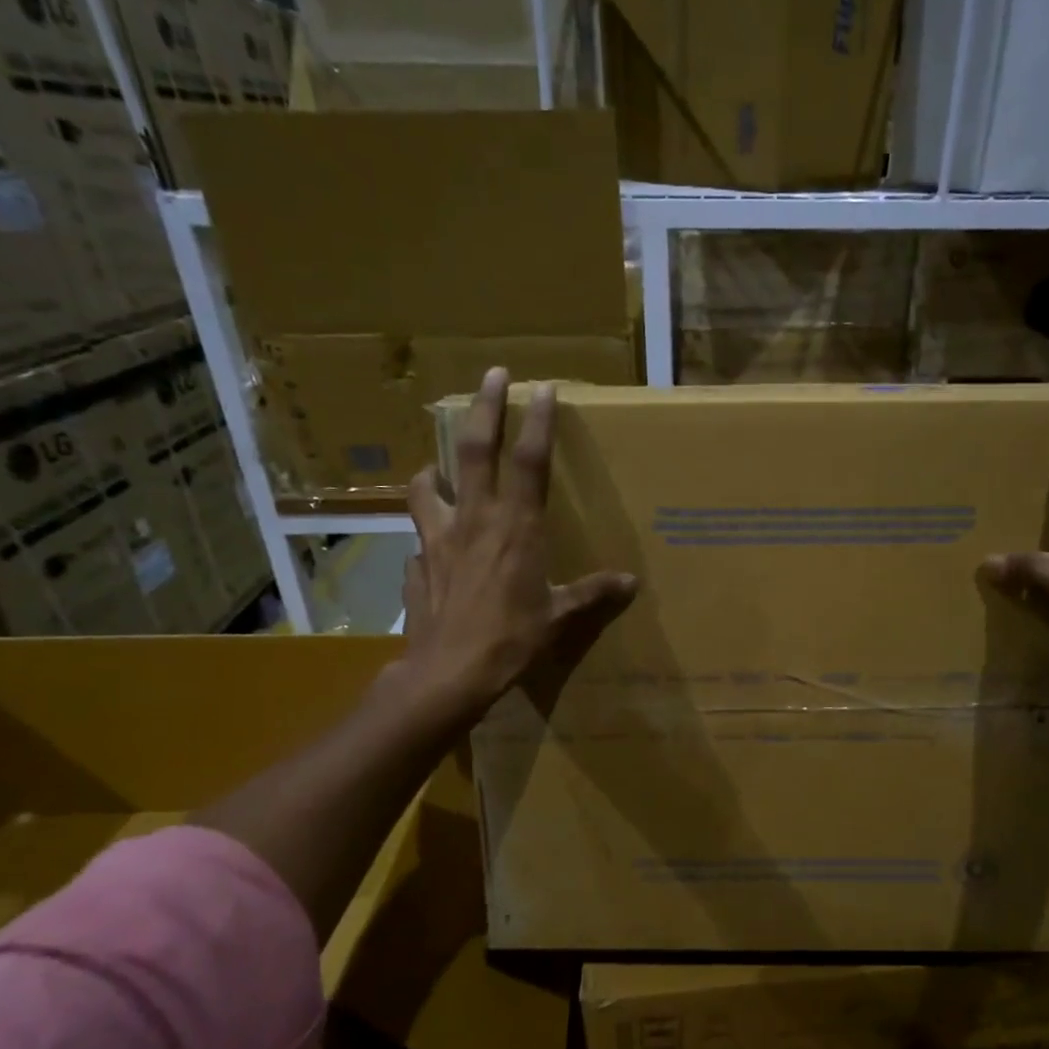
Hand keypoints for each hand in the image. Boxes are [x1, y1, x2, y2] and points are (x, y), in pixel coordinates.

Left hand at [404, 369, 637, 714]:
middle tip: (491, 375)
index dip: (539, 422)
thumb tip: (630, 583)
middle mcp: (475, 520)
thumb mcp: (559, 616)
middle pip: (476, 451)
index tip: (543, 388)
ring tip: (437, 469)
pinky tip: (433, 550)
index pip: (530, 461)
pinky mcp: (418, 564)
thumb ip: (592, 593)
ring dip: (434, 470)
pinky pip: (419, 540)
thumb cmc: (512, 639)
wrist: (449, 673)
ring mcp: (438, 539)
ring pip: (427, 486)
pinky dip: (427, 535)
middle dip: (484, 408)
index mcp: (516, 527)